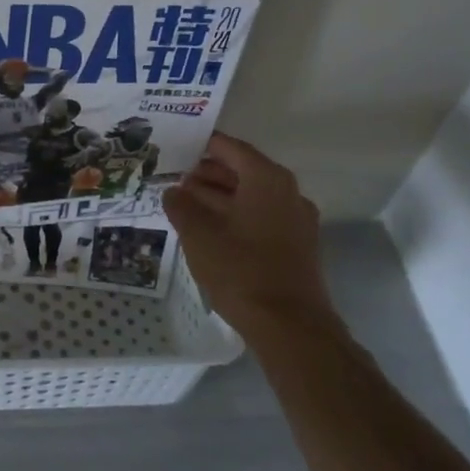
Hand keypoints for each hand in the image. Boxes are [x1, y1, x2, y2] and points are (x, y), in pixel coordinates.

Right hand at [163, 133, 338, 336]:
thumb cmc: (241, 270)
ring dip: (220, 197)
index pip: (231, 148)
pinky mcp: (297, 245)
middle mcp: (287, 192)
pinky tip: (210, 230)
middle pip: (243, 171)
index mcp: (267, 179)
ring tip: (185, 204)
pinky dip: (236, 215)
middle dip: (208, 174)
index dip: (203, 145)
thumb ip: (181, 206)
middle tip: (175, 178)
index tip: (177, 146)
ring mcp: (296, 220)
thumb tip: (173, 191)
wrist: (289, 325)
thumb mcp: (198, 235)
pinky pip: (262, 217)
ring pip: (252, 196)